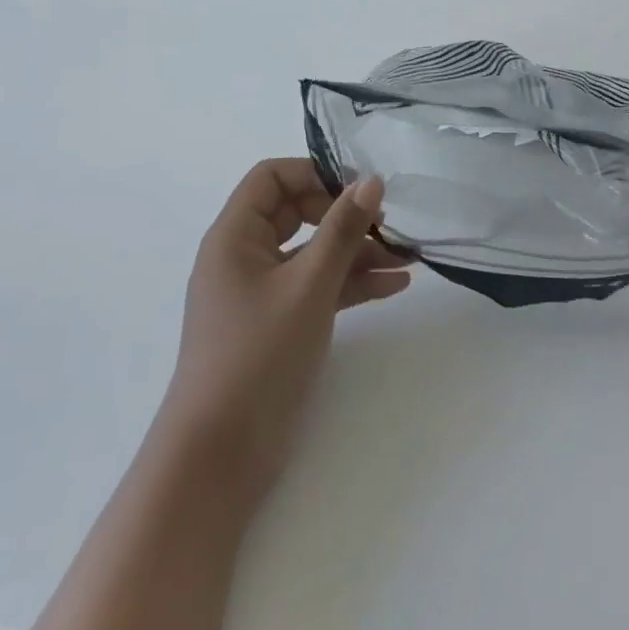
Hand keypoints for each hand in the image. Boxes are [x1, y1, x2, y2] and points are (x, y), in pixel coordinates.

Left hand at [162, 159, 411, 511]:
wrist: (220, 457)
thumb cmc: (258, 354)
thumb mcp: (309, 285)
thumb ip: (343, 229)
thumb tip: (372, 180)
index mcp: (235, 236)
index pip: (272, 177)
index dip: (314, 173)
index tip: (359, 187)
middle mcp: (245, 256)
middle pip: (298, 212)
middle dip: (345, 215)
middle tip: (388, 222)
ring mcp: (262, 292)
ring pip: (314, 253)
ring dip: (357, 252)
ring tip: (408, 256)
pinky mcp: (279, 324)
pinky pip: (318, 287)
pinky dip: (351, 284)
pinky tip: (395, 286)